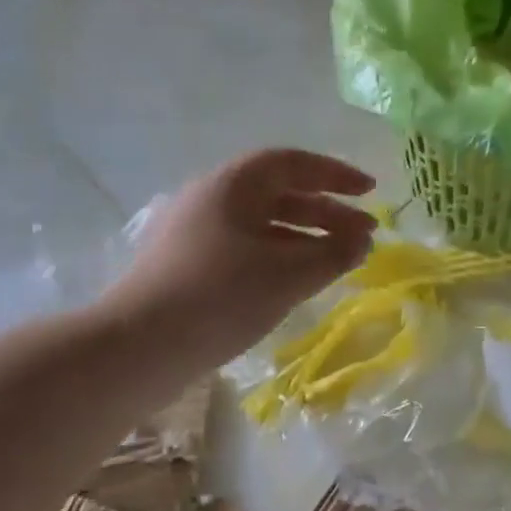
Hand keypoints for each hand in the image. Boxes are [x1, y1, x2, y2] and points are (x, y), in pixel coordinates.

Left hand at [109, 148, 376, 367]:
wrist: (140, 346)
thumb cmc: (220, 297)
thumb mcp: (287, 275)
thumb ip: (333, 254)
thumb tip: (363, 242)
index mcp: (231, 185)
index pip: (292, 164)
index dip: (336, 175)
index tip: (371, 193)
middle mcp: (210, 200)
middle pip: (278, 194)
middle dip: (326, 212)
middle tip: (364, 236)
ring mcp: (194, 234)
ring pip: (261, 226)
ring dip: (304, 239)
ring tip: (337, 262)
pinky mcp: (186, 267)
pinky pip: (244, 250)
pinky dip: (278, 259)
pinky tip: (295, 283)